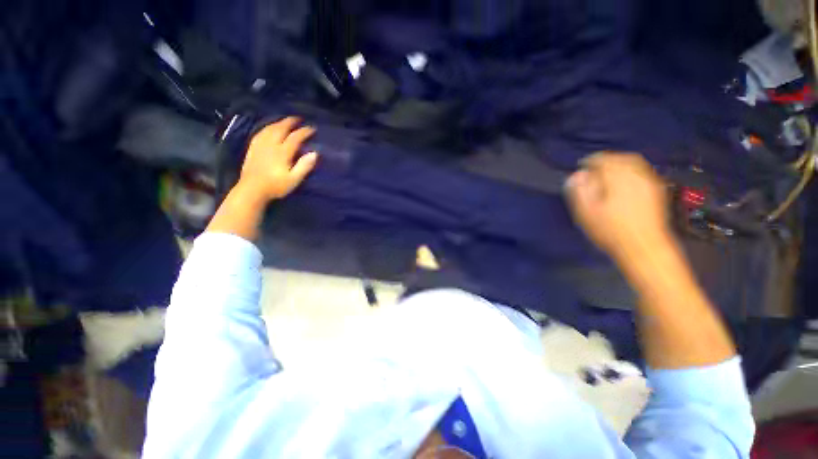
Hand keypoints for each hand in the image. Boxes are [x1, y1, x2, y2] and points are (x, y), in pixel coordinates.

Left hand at [238, 116, 317, 201]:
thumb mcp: (294, 179)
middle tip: (298, 119)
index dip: (304, 132)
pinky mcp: (253, 148)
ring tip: (285, 121)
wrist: (252, 189)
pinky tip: (269, 128)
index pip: (295, 138)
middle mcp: (271, 145)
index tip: (312, 129)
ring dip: (279, 123)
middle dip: (290, 122)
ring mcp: (260, 145)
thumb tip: (314, 153)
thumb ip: (304, 166)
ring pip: (270, 129)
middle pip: (281, 129)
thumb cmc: (276, 186)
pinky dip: (267, 128)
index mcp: (282, 152)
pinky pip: (260, 133)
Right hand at [565, 152, 672, 262]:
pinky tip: (625, 181)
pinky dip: (632, 171)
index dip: (590, 160)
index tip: (581, 165)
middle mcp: (636, 176)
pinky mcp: (657, 192)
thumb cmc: (611, 230)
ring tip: (608, 172)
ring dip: (620, 163)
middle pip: (622, 158)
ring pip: (635, 164)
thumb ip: (580, 191)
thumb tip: (577, 175)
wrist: (644, 247)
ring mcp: (649, 183)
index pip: (604, 160)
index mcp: (618, 179)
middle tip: (595, 166)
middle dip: (607, 159)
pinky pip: (643, 172)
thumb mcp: (587, 212)